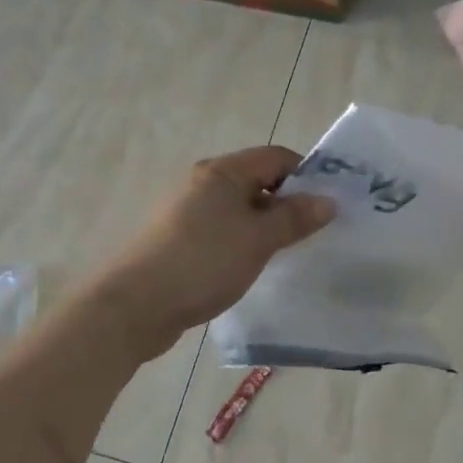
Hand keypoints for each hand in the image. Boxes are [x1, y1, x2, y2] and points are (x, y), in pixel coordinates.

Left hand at [95, 146, 335, 357]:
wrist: (133, 306)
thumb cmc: (202, 261)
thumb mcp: (258, 239)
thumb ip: (295, 217)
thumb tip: (328, 200)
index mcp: (222, 172)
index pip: (275, 157)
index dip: (305, 174)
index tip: (328, 204)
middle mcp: (204, 183)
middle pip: (258, 181)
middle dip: (288, 202)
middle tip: (314, 232)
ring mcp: (188, 212)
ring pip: (240, 209)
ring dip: (266, 226)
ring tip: (289, 252)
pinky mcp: (179, 240)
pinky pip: (223, 230)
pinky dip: (243, 241)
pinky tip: (253, 266)